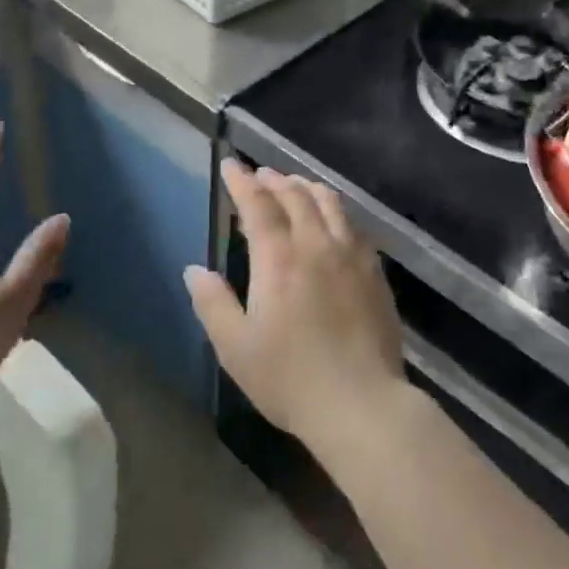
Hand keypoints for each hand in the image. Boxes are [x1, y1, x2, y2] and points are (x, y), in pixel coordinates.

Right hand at [185, 160, 408, 458]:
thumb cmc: (290, 379)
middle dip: (274, 180)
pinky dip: (334, 209)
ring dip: (307, 187)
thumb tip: (194, 270)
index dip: (242, 182)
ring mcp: (351, 254)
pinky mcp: (374, 270)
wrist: (361, 404)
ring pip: (329, 203)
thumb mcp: (236, 348)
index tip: (230, 165)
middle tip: (260, 175)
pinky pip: (352, 224)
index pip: (258, 205)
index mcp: (279, 258)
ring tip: (295, 185)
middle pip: (295, 196)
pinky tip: (332, 219)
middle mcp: (316, 244)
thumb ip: (213, 304)